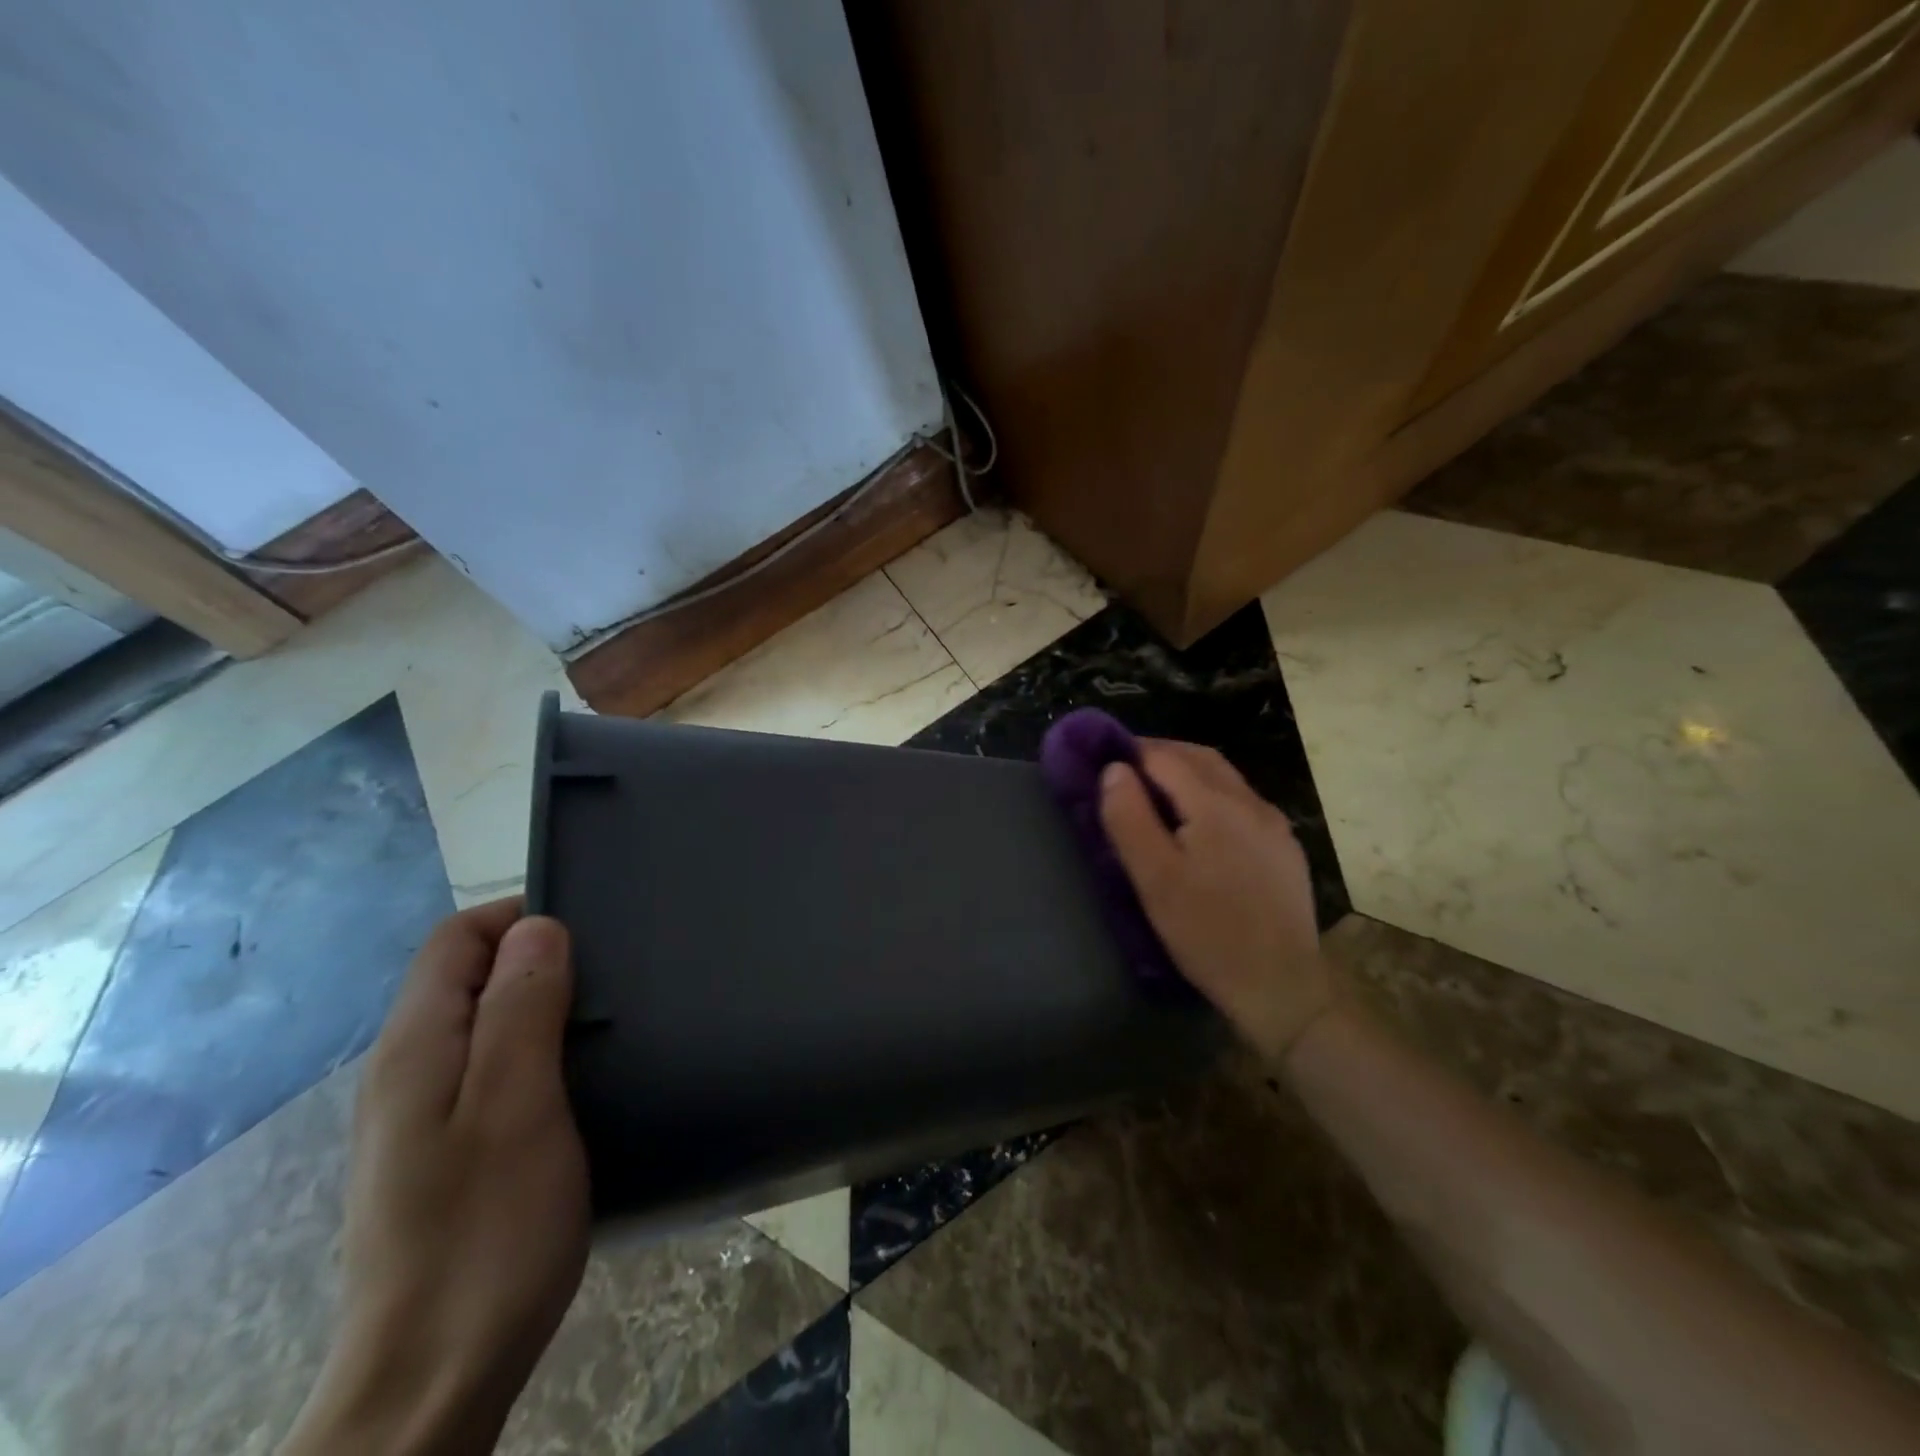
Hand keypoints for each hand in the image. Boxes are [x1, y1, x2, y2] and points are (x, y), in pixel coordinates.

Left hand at [282, 899, 588, 1455]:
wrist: (433, 1377)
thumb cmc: (487, 1228)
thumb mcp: (517, 1103)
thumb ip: (522, 1007)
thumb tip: (539, 927)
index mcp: (416, 1047)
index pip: (457, 938)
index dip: (520, 918)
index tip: (590, 937)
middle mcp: (406, 1070)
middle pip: (468, 975)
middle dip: (537, 959)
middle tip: (608, 981)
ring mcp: (421, 1116)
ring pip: (482, 1021)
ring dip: (541, 1005)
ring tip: (604, 1023)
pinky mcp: (444, 1152)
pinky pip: (489, 1066)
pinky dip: (534, 1050)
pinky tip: (575, 1081)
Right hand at [1099, 741, 1339, 1061]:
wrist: (1281, 986)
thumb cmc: (1207, 932)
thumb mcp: (1154, 878)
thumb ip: (1129, 818)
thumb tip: (1113, 769)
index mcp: (1215, 804)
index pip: (1165, 757)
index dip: (1131, 754)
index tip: (1103, 763)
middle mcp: (1251, 802)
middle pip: (1200, 758)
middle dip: (1160, 755)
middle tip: (1125, 771)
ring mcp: (1274, 825)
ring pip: (1225, 779)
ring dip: (1187, 773)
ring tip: (1156, 795)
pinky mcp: (1285, 849)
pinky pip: (1242, 804)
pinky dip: (1211, 796)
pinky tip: (1199, 826)